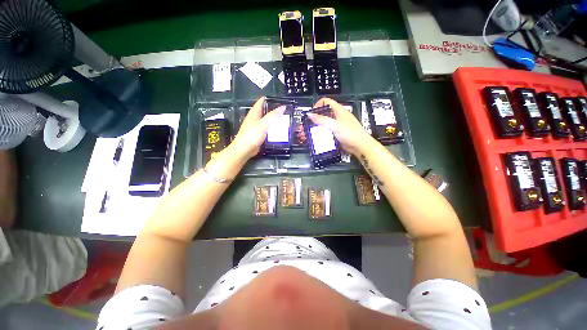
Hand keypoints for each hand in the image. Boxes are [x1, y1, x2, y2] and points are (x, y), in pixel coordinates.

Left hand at [230, 96, 285, 159]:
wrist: (244, 149)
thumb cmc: (252, 135)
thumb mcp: (263, 124)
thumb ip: (272, 116)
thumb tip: (282, 107)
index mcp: (254, 113)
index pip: (260, 102)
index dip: (267, 98)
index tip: (276, 97)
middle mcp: (254, 119)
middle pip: (263, 111)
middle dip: (272, 109)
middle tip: (282, 109)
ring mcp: (255, 127)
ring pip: (265, 120)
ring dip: (272, 119)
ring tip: (282, 118)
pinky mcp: (257, 135)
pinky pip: (266, 129)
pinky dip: (271, 128)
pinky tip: (277, 130)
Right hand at [308, 98, 373, 155]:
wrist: (359, 145)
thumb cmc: (350, 133)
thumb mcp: (334, 125)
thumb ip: (322, 120)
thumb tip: (310, 114)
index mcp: (339, 110)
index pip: (326, 101)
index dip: (318, 105)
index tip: (312, 113)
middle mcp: (338, 116)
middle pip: (324, 112)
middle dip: (315, 118)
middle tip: (308, 124)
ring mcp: (338, 125)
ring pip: (325, 122)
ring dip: (318, 126)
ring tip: (311, 132)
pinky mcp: (337, 133)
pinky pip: (327, 130)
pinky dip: (322, 132)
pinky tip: (317, 137)